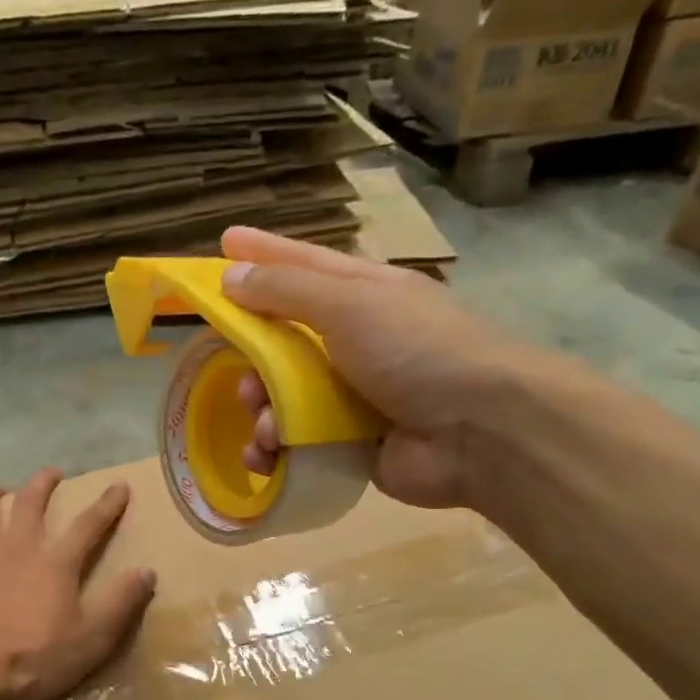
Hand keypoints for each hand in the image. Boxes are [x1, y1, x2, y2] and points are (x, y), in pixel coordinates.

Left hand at [0, 469, 156, 699]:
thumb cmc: (34, 658)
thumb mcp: (92, 638)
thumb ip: (120, 602)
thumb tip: (147, 571)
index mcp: (55, 562)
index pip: (88, 524)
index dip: (107, 504)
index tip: (119, 485)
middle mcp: (17, 547)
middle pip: (30, 503)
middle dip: (43, 484)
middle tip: (51, 474)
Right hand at [220, 227, 547, 508]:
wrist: (477, 431)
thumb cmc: (415, 350)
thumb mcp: (349, 303)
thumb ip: (287, 289)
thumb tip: (231, 274)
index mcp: (362, 295)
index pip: (301, 266)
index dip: (263, 254)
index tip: (222, 242)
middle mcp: (355, 342)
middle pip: (282, 342)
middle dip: (253, 361)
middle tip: (241, 377)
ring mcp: (351, 396)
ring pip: (282, 398)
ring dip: (262, 412)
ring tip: (266, 427)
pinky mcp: (347, 444)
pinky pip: (295, 443)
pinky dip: (275, 451)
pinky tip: (268, 456)